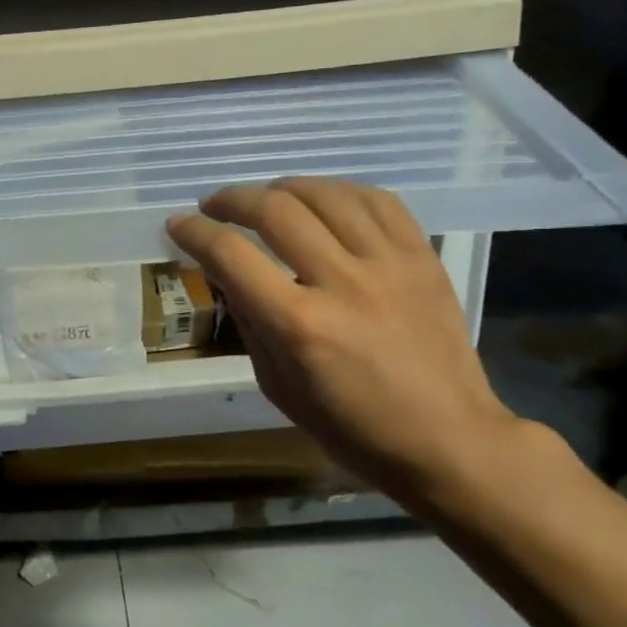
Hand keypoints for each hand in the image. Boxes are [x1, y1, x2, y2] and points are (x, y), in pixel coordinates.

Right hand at [167, 177, 523, 507]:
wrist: (447, 439)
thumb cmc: (350, 427)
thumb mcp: (277, 386)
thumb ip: (248, 321)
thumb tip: (224, 272)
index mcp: (298, 326)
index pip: (231, 255)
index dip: (195, 233)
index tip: (178, 225)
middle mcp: (342, 283)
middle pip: (275, 210)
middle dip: (232, 200)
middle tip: (214, 207)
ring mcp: (389, 265)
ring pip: (326, 194)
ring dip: (282, 187)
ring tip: (265, 197)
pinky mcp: (423, 258)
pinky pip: (378, 200)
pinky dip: (340, 191)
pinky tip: (322, 200)